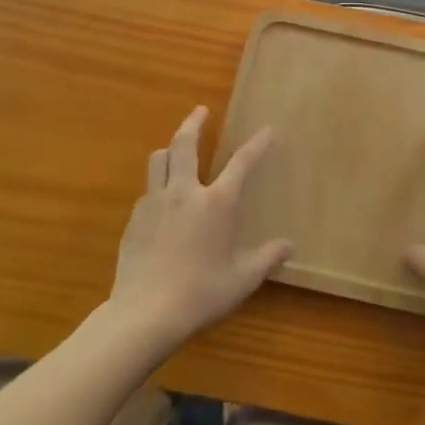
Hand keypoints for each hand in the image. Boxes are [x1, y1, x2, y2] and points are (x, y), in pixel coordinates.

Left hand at [109, 106, 292, 346]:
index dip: (257, 144)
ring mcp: (155, 202)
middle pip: (185, 143)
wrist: (144, 314)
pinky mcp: (134, 219)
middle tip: (201, 110)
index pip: (241, 163)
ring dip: (170, 148)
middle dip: (194, 122)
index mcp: (216, 203)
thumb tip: (289, 246)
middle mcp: (184, 192)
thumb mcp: (242, 280)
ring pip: (159, 159)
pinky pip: (147, 190)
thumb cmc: (200, 295)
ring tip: (176, 148)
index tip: (267, 130)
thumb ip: (266, 258)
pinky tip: (162, 200)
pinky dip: (158, 184)